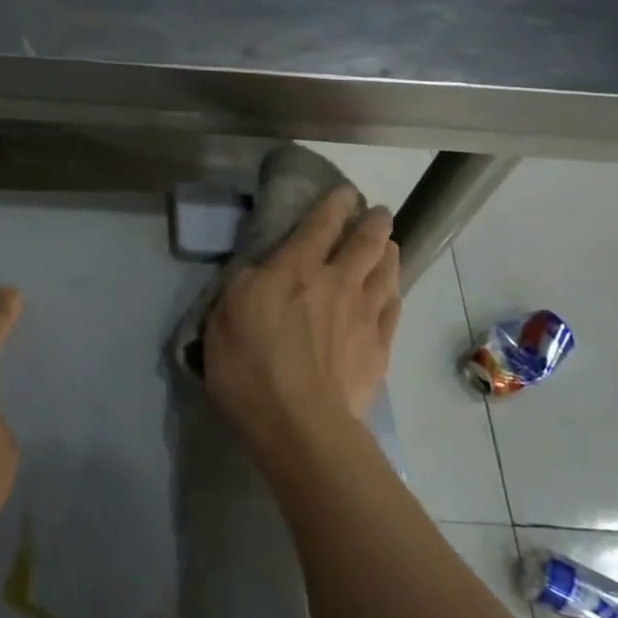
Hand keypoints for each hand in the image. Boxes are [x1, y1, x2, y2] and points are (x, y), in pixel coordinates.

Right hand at [203, 188, 400, 467]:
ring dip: (389, 252)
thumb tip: (263, 269)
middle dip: (375, 221)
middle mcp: (337, 282)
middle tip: (378, 213)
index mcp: (295, 269)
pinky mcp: (379, 347)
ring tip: (389, 246)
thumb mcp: (223, 315)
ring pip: (387, 271)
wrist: (299, 424)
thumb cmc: (249, 366)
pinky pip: (393, 308)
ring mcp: (364, 315)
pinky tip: (391, 292)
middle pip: (367, 241)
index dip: (336, 203)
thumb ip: (245, 282)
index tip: (346, 193)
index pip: (321, 223)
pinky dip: (393, 293)